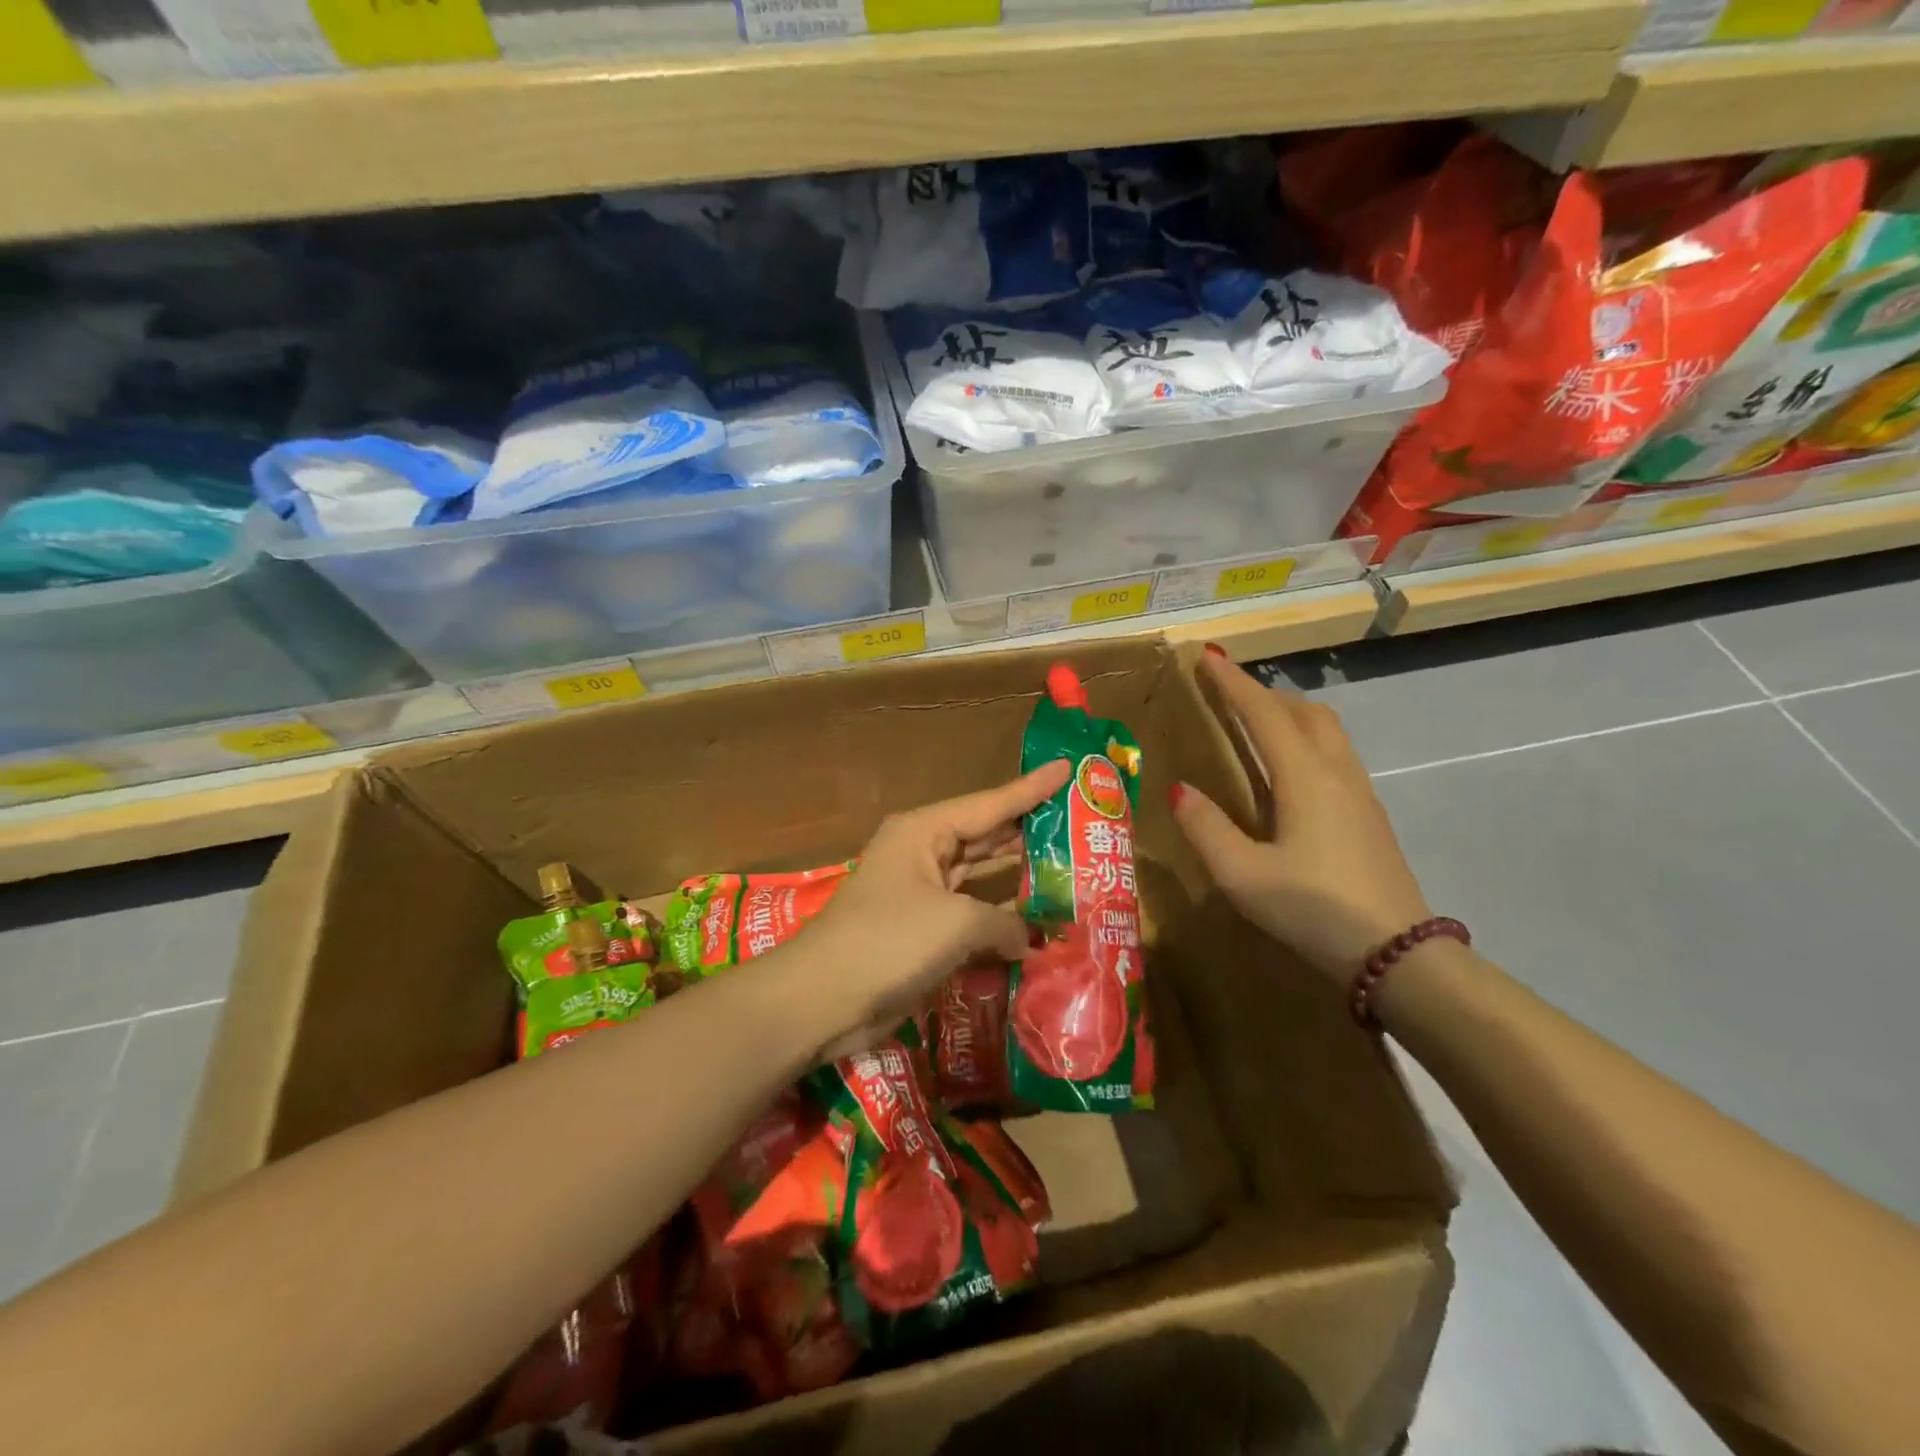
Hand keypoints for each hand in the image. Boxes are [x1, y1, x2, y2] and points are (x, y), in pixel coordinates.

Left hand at [777, 760, 1071, 1057]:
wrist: (824, 998)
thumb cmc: (889, 940)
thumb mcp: (956, 923)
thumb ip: (1004, 922)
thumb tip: (1028, 938)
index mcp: (924, 831)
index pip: (990, 803)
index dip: (1031, 788)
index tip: (1067, 768)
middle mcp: (922, 852)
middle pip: (985, 834)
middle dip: (1027, 829)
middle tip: (1077, 822)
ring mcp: (920, 892)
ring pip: (979, 874)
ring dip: (1017, 874)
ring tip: (1066, 863)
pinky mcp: (920, 929)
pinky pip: (969, 912)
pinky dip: (999, 916)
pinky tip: (1035, 919)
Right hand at [1169, 651, 1431, 980]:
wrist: (1398, 955)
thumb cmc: (1313, 910)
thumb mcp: (1243, 875)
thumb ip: (1206, 828)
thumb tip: (1178, 790)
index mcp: (1304, 777)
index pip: (1263, 713)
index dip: (1233, 683)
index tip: (1208, 656)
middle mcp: (1336, 773)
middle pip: (1304, 711)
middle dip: (1264, 693)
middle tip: (1228, 691)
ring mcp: (1360, 793)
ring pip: (1326, 731)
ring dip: (1289, 713)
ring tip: (1257, 722)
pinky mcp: (1370, 816)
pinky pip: (1335, 754)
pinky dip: (1305, 739)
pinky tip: (1290, 770)